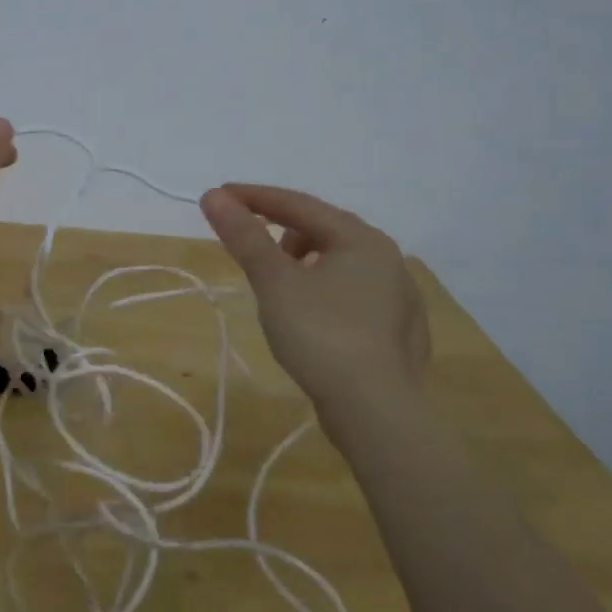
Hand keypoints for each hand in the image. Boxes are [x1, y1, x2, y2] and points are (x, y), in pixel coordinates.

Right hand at [199, 184, 429, 417]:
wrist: (378, 414)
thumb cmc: (322, 336)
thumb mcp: (275, 282)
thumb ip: (245, 236)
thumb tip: (213, 196)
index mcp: (360, 238)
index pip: (298, 204)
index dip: (254, 197)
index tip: (218, 196)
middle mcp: (387, 258)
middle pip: (321, 230)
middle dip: (280, 232)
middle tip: (249, 249)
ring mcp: (398, 297)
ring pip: (338, 263)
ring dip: (303, 264)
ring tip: (279, 289)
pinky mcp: (397, 332)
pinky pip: (351, 294)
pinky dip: (323, 292)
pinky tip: (311, 319)